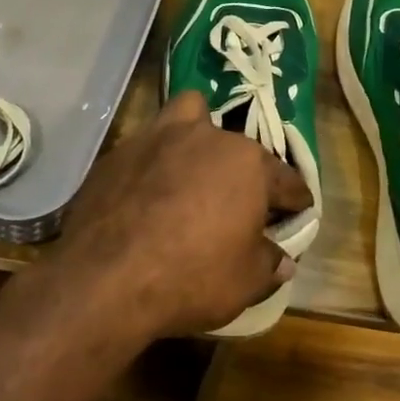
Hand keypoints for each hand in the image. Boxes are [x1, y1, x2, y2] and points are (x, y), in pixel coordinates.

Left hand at [57, 91, 311, 338]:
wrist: (103, 279)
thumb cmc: (190, 277)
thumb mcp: (245, 282)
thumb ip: (268, 263)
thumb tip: (281, 260)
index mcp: (247, 164)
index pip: (286, 181)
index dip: (295, 202)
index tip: (296, 216)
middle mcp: (206, 138)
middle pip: (238, 148)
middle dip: (244, 173)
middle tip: (239, 206)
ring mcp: (156, 139)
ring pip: (188, 117)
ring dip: (197, 137)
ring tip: (193, 169)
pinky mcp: (117, 153)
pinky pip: (147, 147)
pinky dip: (155, 163)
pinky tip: (148, 193)